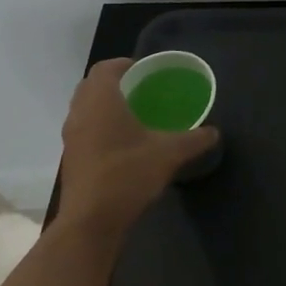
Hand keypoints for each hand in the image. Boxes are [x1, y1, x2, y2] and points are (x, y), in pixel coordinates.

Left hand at [54, 59, 218, 251]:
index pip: (105, 68)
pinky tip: (123, 142)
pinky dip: (100, 126)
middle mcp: (81, 113)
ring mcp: (71, 137)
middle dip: (114, 83)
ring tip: (134, 114)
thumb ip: (194, 139)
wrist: (91, 221)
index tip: (145, 71)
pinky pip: (84, 129)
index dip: (123, 64)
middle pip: (91, 85)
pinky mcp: (71, 158)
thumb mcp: (170, 154)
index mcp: (101, 101)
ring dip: (105, 105)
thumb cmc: (127, 174)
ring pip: (85, 108)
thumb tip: (215, 132)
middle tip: (142, 90)